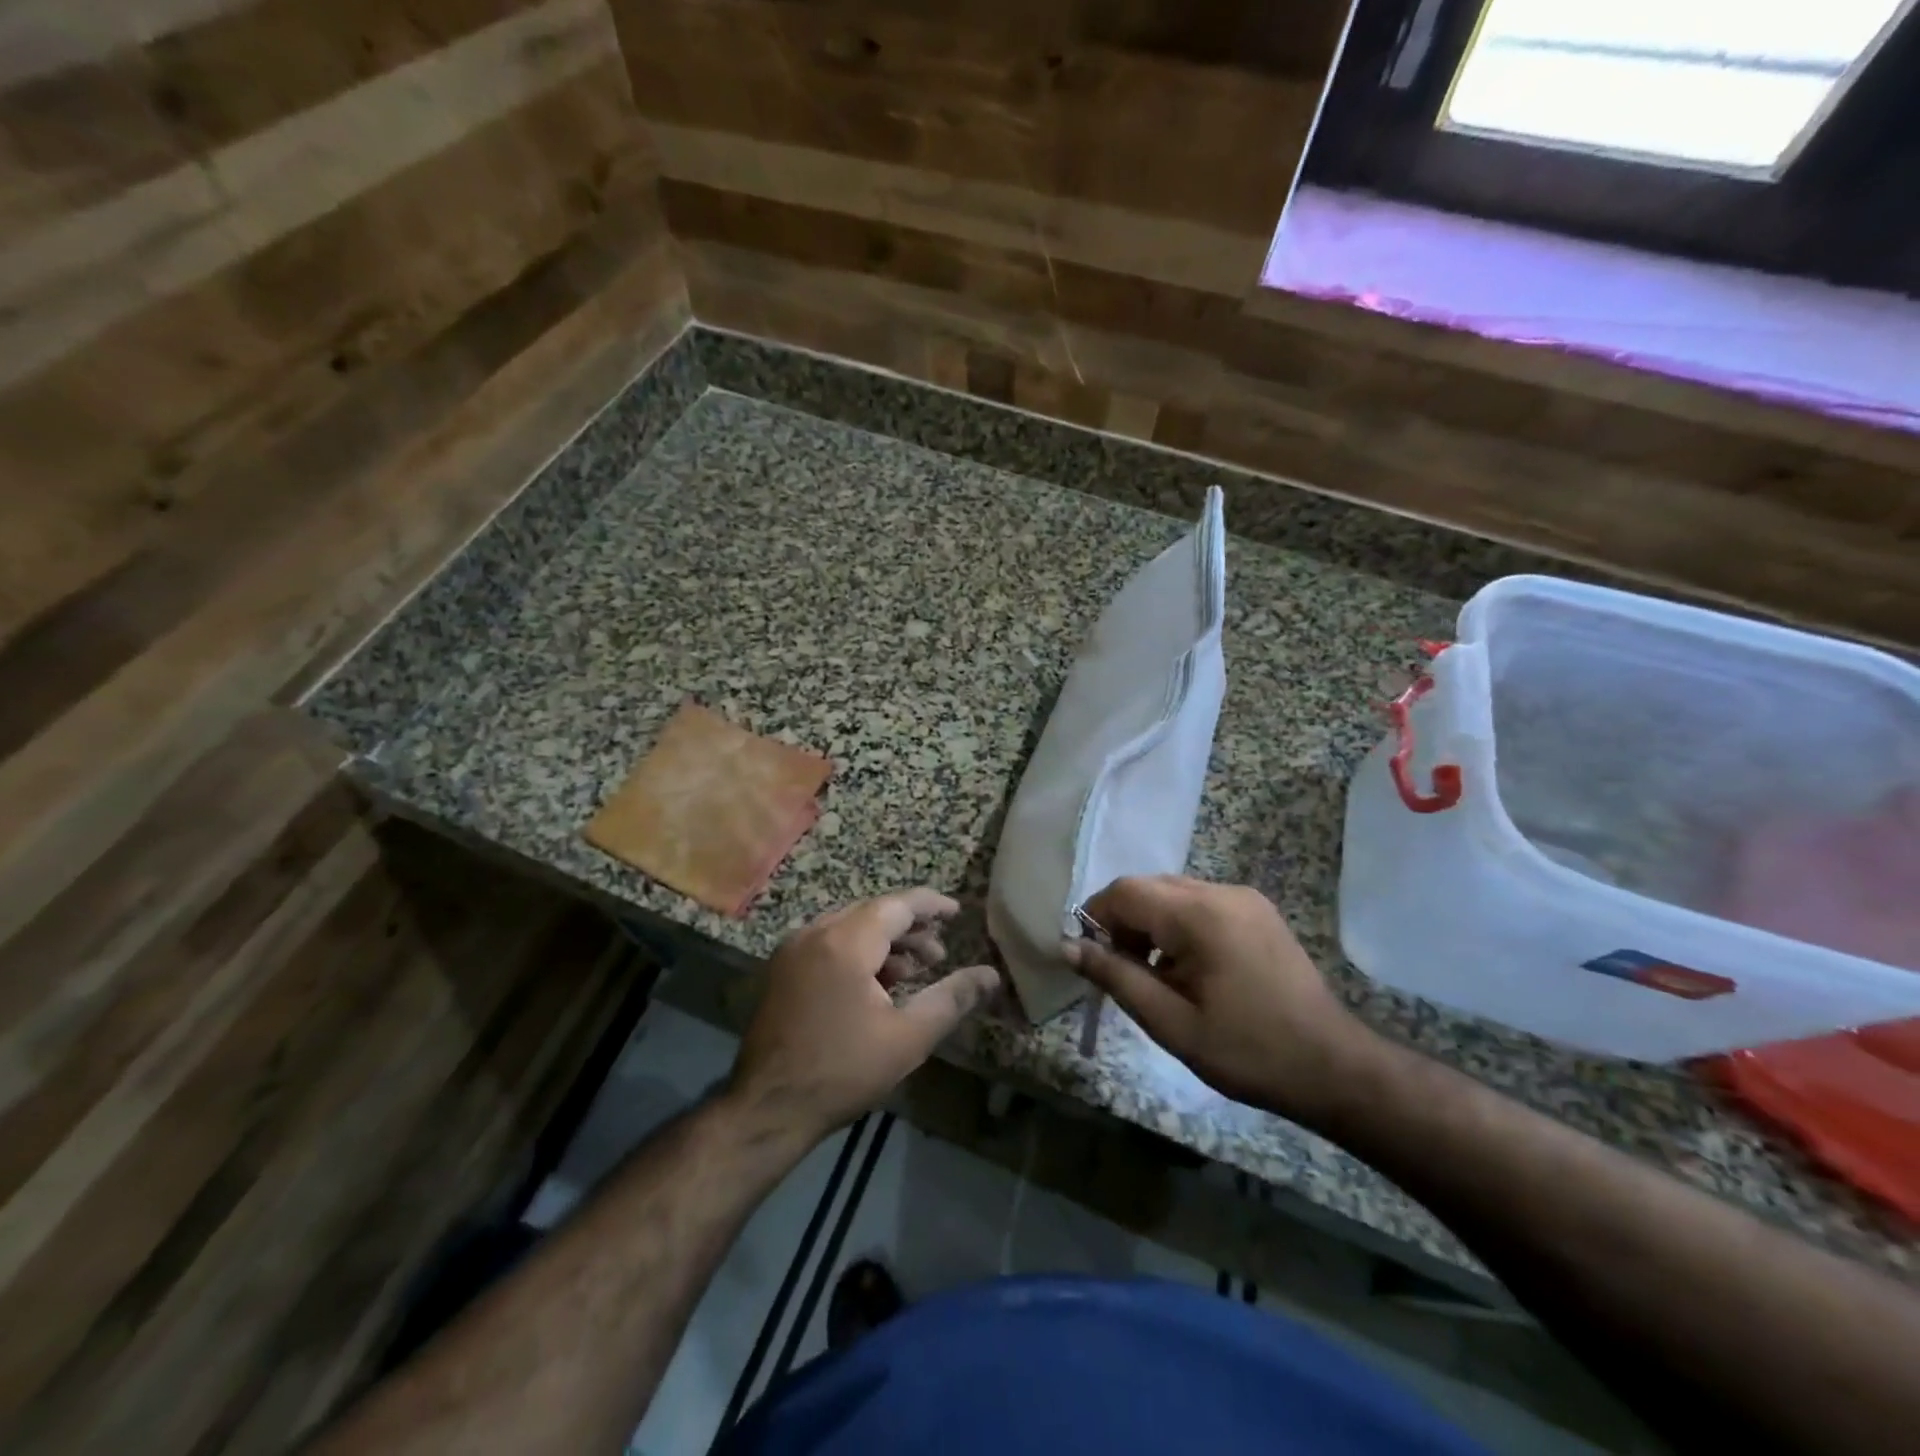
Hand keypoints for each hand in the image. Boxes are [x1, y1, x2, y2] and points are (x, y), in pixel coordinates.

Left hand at [729, 888, 998, 1141]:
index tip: (957, 912)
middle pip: (872, 913)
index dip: (931, 905)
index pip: (897, 905)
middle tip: (939, 954)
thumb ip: (952, 999)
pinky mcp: (782, 969)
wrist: (767, 1108)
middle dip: (909, 928)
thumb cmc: (843, 1071)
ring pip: (850, 927)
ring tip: (915, 970)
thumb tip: (991, 975)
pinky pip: (829, 943)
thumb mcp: (908, 1037)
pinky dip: (858, 952)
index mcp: (845, 942)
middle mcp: (815, 933)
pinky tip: (877, 983)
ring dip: (884, 942)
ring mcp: (793, 950)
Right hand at [1064, 875, 1373, 1126]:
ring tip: (1155, 975)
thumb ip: (1116, 977)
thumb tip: (1069, 947)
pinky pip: (1200, 903)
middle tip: (1121, 972)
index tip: (1089, 958)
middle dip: (1123, 922)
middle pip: (1149, 887)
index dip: (1095, 917)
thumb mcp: (1170, 1023)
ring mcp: (1244, 898)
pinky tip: (1188, 968)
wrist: (1333, 1067)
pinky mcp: (1258, 910)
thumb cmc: (1247, 1051)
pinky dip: (1179, 925)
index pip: (1125, 891)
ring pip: (1173, 893)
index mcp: (1199, 914)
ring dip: (1150, 924)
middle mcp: (1221, 891)